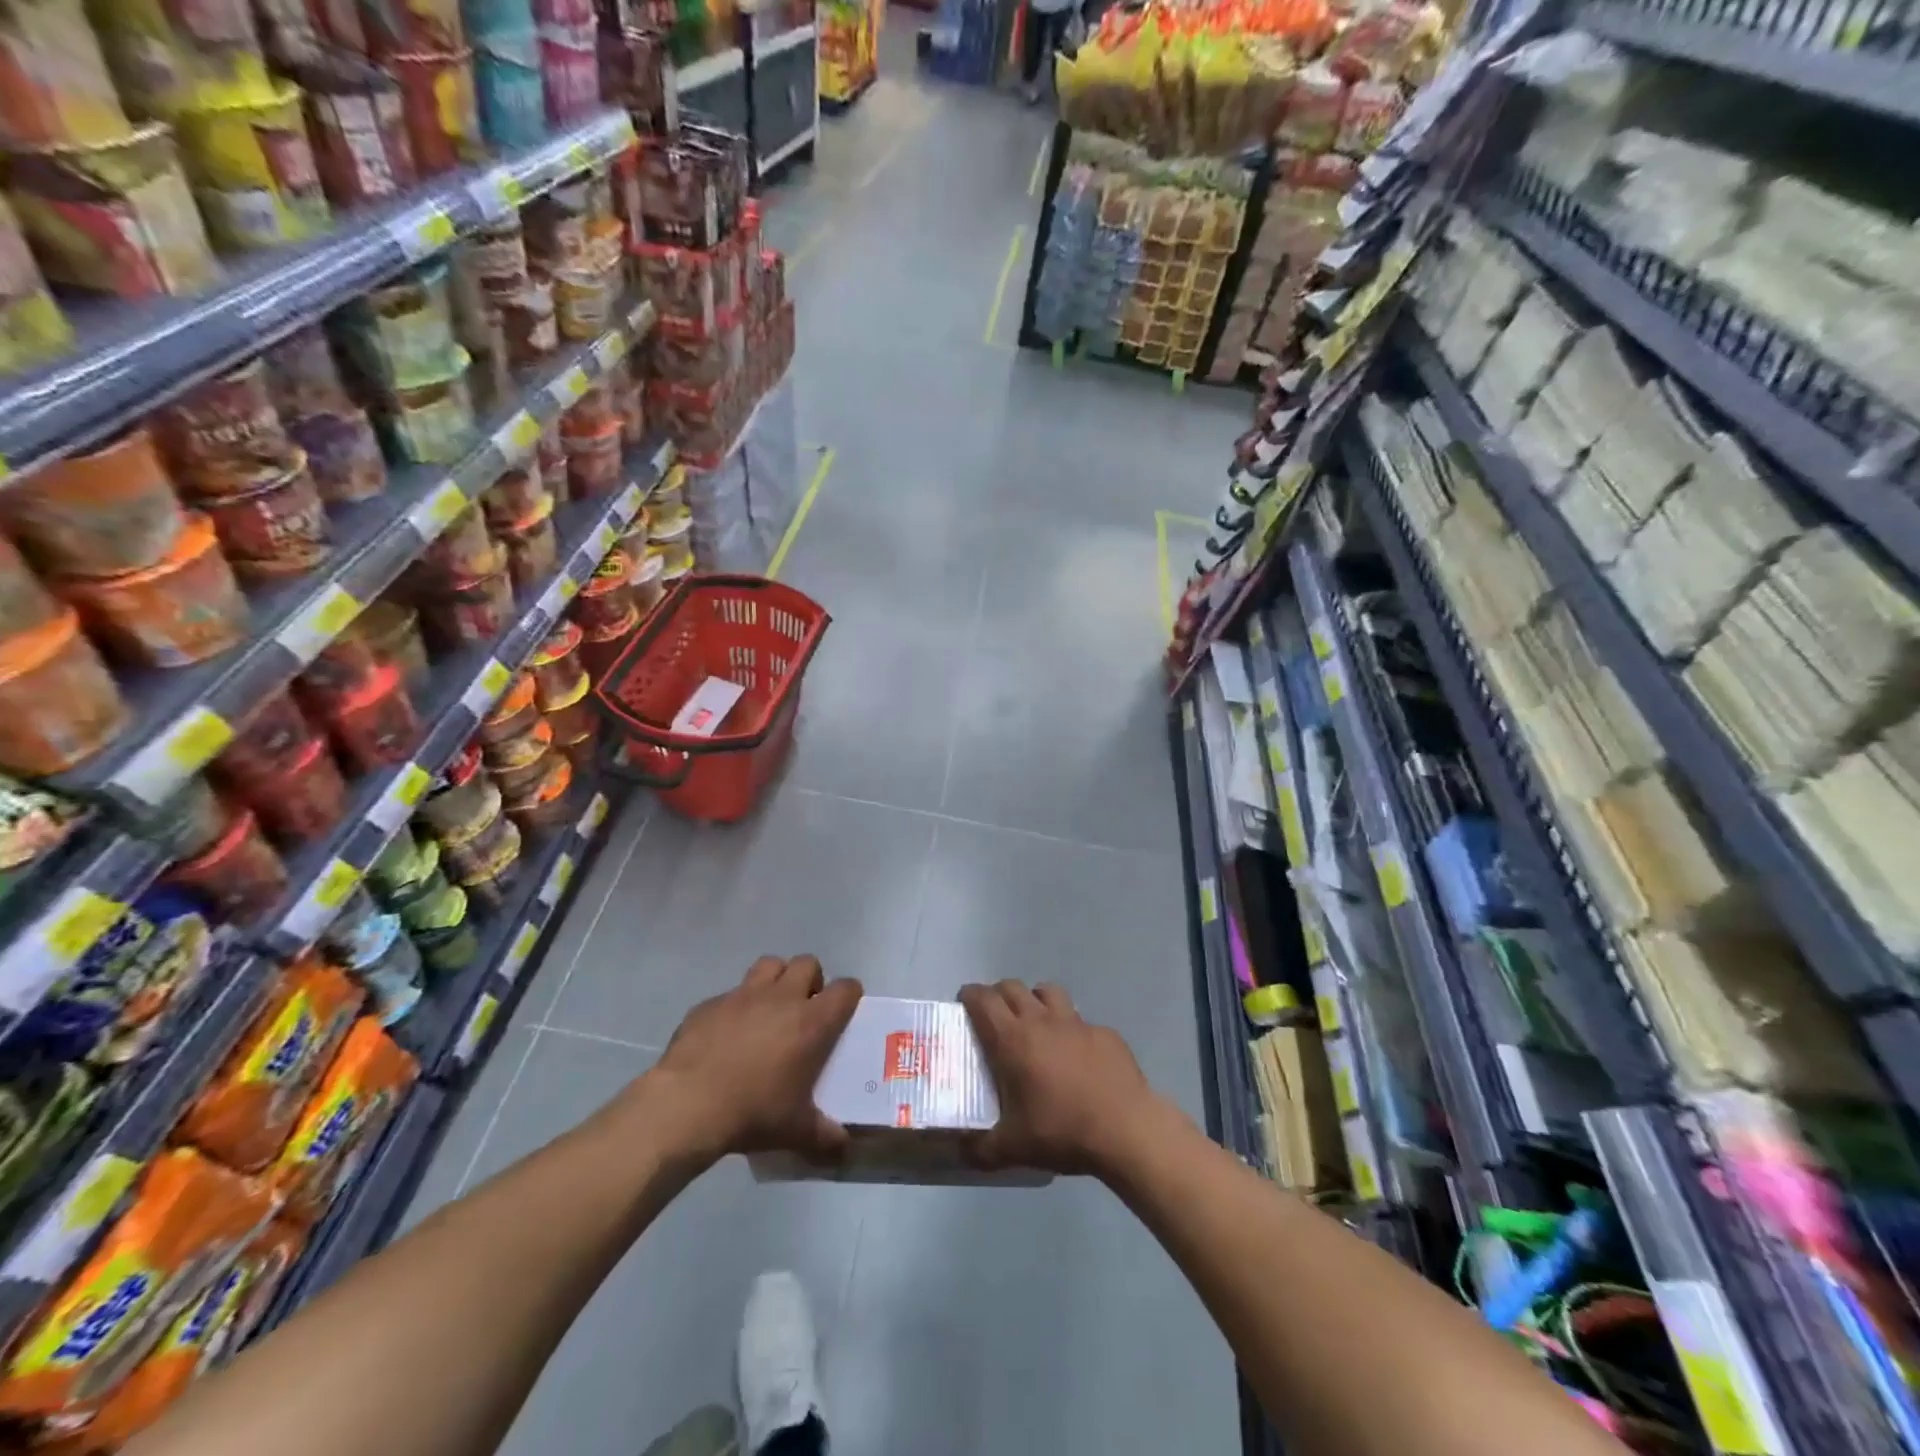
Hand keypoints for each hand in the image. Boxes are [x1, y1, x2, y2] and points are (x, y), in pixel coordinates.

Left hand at [645, 956, 860, 1163]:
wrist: (687, 1104)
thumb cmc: (752, 1112)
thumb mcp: (795, 1131)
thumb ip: (824, 1136)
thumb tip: (844, 1147)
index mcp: (811, 1022)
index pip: (845, 988)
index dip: (849, 995)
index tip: (844, 1010)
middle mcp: (782, 998)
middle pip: (808, 963)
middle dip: (811, 980)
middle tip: (804, 1009)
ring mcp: (743, 995)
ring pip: (770, 964)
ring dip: (776, 979)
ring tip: (769, 1009)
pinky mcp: (710, 1003)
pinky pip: (730, 993)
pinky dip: (735, 1006)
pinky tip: (726, 1035)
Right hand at [959, 980, 1170, 1176]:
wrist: (1125, 1129)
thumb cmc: (1061, 1131)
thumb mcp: (1013, 1148)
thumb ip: (980, 1148)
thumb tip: (959, 1150)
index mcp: (1013, 1040)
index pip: (983, 1000)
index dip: (970, 995)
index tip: (964, 1003)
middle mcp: (1042, 1020)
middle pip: (1012, 987)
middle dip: (998, 995)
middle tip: (994, 1016)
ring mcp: (1076, 1022)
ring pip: (1048, 992)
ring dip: (1035, 999)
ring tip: (1034, 1023)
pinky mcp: (1104, 1032)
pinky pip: (1080, 1020)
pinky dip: (1070, 1029)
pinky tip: (1076, 1056)